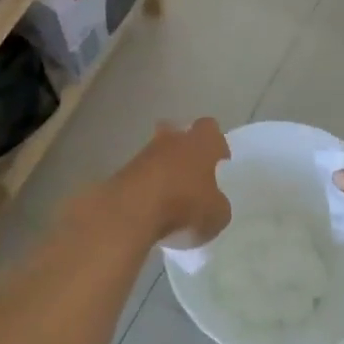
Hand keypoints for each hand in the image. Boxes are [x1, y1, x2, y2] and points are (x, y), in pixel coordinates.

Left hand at [103, 118, 231, 245]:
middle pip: (179, 131)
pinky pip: (141, 173)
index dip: (216, 143)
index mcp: (201, 143)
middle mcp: (173, 140)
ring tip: (171, 192)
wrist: (131, 210)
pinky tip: (152, 204)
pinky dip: (147, 184)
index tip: (220, 160)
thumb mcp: (217, 215)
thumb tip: (216, 204)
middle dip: (185, 145)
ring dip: (164, 166)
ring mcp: (144, 153)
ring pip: (158, 152)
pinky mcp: (123, 170)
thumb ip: (219, 205)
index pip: (211, 129)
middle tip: (192, 168)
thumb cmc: (184, 205)